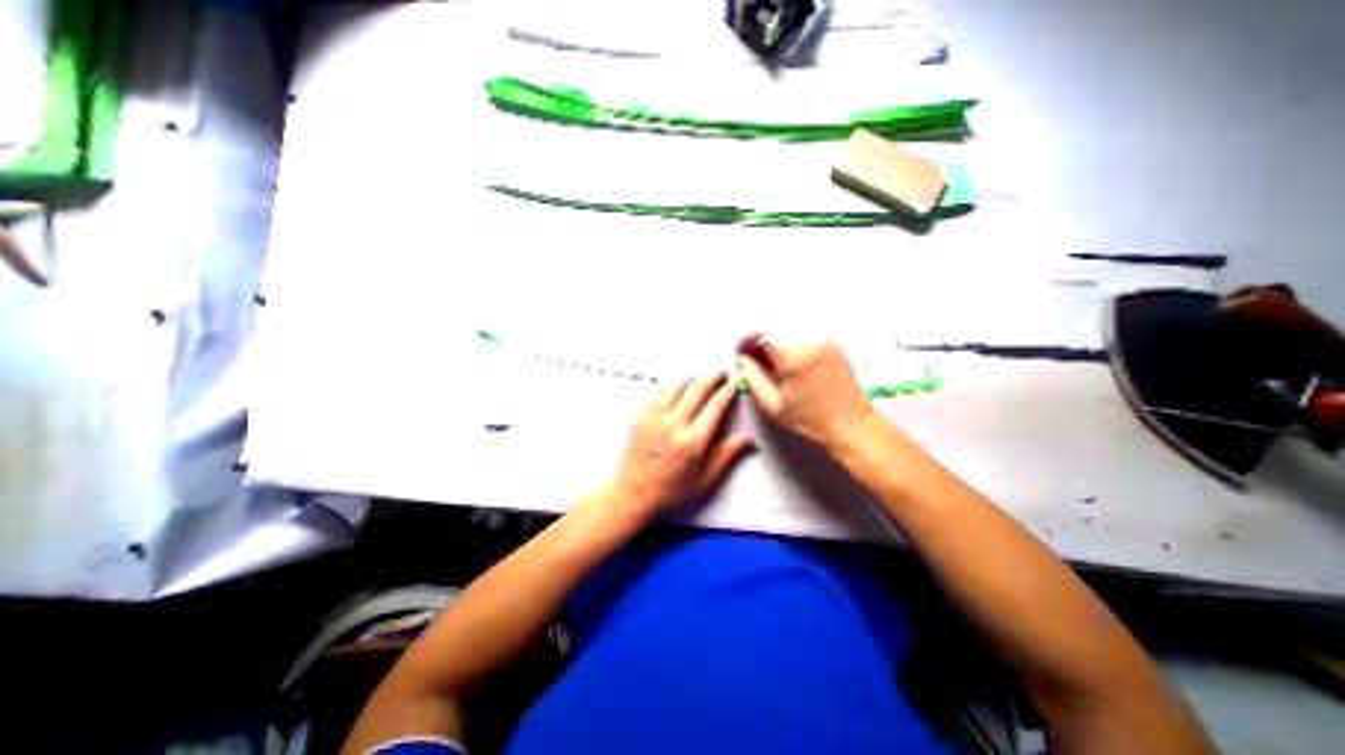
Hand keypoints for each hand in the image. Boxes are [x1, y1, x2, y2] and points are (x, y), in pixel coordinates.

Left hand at [612, 371, 754, 517]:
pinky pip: (657, 395)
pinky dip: (669, 391)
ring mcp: (654, 418)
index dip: (727, 391)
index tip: (734, 383)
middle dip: (712, 376)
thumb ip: (727, 455)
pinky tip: (674, 395)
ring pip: (675, 386)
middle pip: (696, 389)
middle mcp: (674, 424)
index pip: (715, 406)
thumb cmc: (672, 490)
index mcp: (693, 441)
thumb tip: (748, 437)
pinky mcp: (640, 417)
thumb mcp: (705, 480)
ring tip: (698, 379)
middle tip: (720, 372)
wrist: (634, 494)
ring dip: (690, 379)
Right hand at [735, 333, 872, 450]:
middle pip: (775, 333)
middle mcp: (811, 343)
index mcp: (794, 358)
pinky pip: (803, 340)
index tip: (744, 350)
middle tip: (761, 365)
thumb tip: (743, 358)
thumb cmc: (813, 421)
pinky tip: (797, 371)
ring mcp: (824, 342)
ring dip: (779, 348)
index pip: (761, 334)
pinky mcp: (832, 345)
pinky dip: (794, 350)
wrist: (851, 426)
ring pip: (789, 336)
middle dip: (763, 346)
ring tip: (782, 372)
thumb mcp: (772, 404)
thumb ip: (752, 376)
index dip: (748, 340)